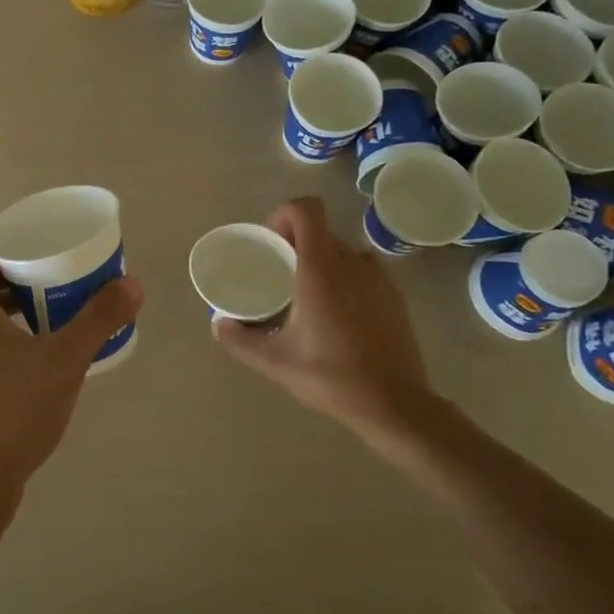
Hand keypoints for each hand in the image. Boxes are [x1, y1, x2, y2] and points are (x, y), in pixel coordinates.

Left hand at [0, 230, 143, 494]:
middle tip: (58, 269)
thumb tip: (133, 284)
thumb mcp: (64, 360)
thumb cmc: (12, 409)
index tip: (39, 236)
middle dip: (18, 267)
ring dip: (13, 300)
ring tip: (55, 306)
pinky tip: (40, 352)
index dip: (4, 232)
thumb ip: (99, 319)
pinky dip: (6, 330)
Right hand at [213, 198, 445, 450]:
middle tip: (280, 274)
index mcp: (320, 269)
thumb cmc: (331, 377)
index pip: (306, 209)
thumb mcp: (276, 362)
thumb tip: (217, 324)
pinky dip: (346, 277)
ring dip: (322, 260)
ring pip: (342, 250)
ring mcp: (378, 277)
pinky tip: (338, 312)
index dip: (284, 214)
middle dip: (296, 243)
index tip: (271, 242)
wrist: (396, 404)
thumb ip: (240, 340)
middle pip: (320, 231)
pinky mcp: (395, 295)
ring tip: (308, 294)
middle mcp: (351, 263)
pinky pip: (363, 269)